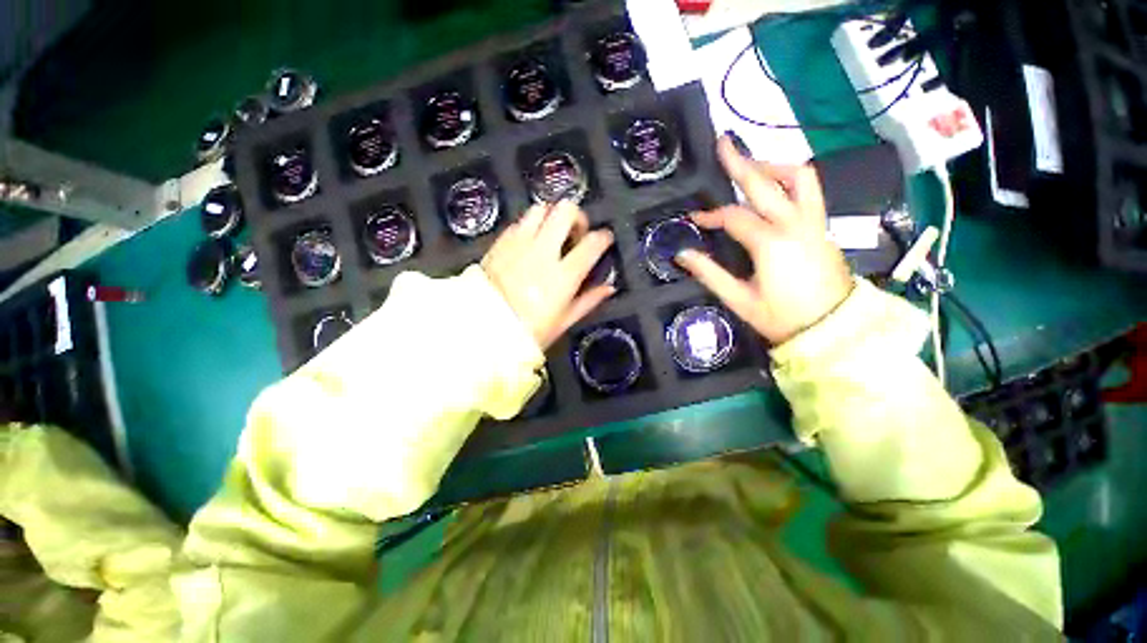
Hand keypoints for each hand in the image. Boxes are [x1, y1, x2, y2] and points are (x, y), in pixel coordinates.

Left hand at [482, 201, 615, 349]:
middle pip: (565, 211)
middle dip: (577, 216)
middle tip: (576, 232)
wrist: (482, 329)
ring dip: (552, 217)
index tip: (605, 239)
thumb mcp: (564, 321)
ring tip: (552, 234)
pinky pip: (519, 222)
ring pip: (541, 209)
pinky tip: (530, 242)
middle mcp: (543, 252)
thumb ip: (588, 301)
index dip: (603, 237)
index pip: (592, 243)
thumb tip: (608, 288)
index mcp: (562, 275)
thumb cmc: (528, 330)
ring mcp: (519, 244)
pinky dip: (530, 226)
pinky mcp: (500, 243)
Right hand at [676, 136, 853, 344]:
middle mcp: (795, 224)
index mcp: (770, 243)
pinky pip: (809, 190)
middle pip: (765, 182)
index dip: (710, 215)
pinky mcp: (822, 226)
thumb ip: (709, 273)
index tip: (694, 218)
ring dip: (772, 165)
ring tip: (750, 165)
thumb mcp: (739, 299)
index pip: (734, 216)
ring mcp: (814, 222)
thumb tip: (682, 254)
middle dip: (740, 162)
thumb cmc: (781, 317)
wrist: (832, 328)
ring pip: (798, 177)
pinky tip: (774, 186)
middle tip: (722, 143)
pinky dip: (789, 179)